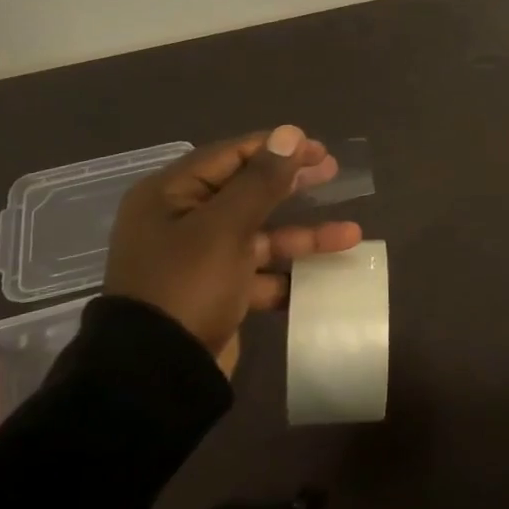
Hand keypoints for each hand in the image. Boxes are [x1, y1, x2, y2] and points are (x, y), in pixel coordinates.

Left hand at [104, 124, 362, 376]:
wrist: (157, 376)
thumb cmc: (187, 285)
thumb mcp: (226, 227)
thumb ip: (261, 180)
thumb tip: (290, 132)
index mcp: (170, 196)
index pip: (229, 156)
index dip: (275, 149)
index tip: (317, 148)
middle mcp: (182, 222)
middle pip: (246, 192)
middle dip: (292, 184)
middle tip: (333, 172)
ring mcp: (200, 260)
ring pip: (260, 235)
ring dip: (303, 235)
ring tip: (351, 234)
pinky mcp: (217, 293)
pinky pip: (259, 273)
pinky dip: (289, 273)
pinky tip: (325, 275)